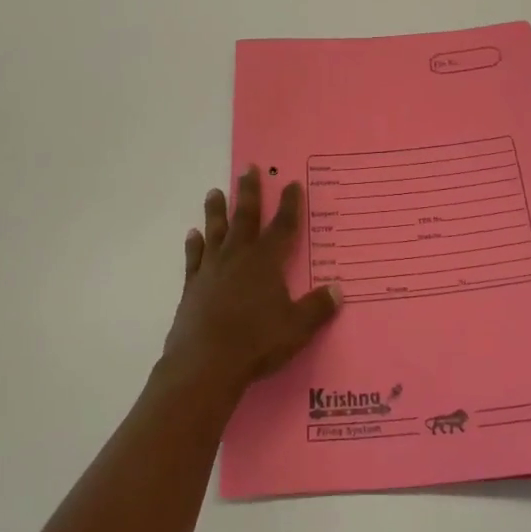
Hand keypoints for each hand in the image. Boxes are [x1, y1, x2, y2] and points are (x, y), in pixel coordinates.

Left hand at [162, 166, 341, 399]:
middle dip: (250, 192)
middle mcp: (239, 256)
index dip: (290, 204)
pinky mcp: (192, 286)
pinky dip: (194, 244)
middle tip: (248, 168)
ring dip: (217, 210)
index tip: (291, 183)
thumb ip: (317, 307)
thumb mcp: (297, 327)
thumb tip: (338, 290)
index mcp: (267, 261)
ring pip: (216, 231)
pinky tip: (193, 234)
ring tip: (215, 191)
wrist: (205, 363)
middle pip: (246, 217)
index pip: (283, 226)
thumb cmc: (257, 342)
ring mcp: (212, 269)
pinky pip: (194, 257)